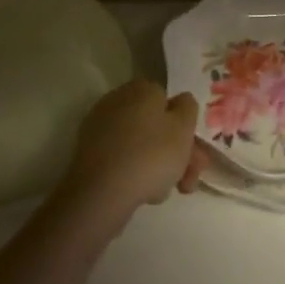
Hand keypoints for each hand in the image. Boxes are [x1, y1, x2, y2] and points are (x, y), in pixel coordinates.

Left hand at [59, 80, 208, 218]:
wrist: (101, 193)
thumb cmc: (151, 155)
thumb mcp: (184, 127)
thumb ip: (188, 107)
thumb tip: (180, 102)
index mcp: (142, 89)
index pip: (169, 102)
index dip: (185, 129)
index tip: (195, 155)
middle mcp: (118, 101)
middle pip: (156, 126)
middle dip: (176, 154)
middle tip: (187, 182)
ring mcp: (100, 128)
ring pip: (141, 145)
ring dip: (158, 167)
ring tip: (164, 194)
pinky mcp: (89, 154)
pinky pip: (122, 159)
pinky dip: (135, 172)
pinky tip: (143, 194)